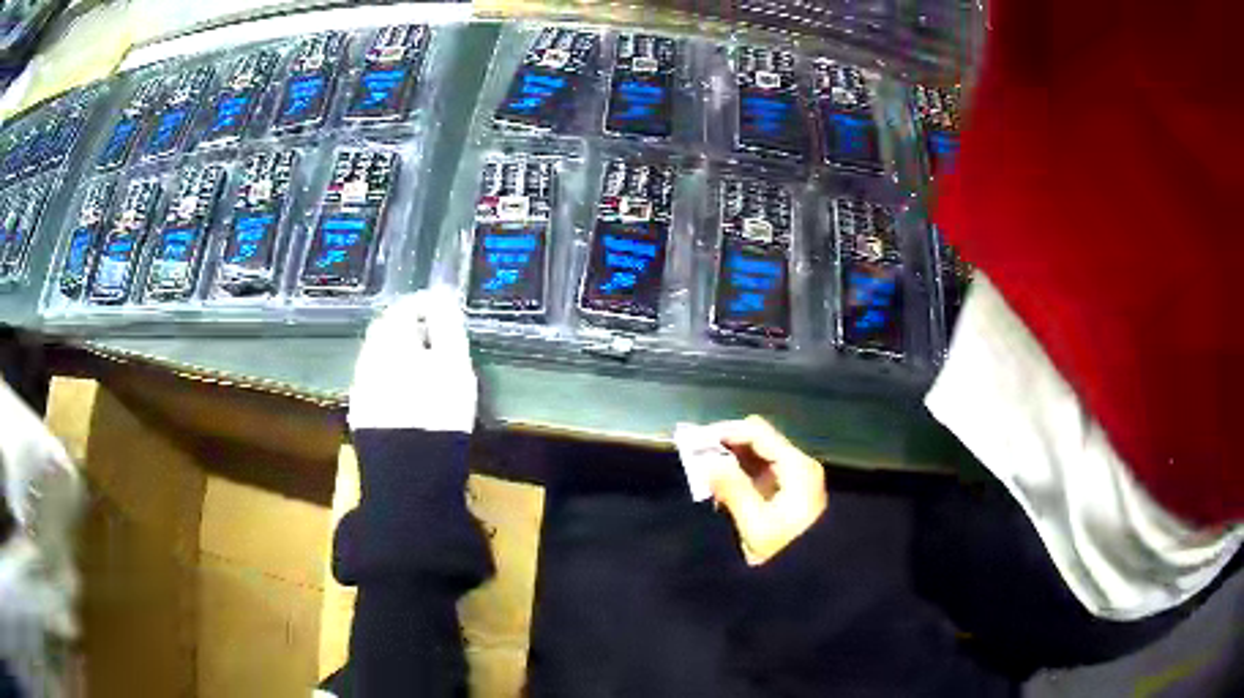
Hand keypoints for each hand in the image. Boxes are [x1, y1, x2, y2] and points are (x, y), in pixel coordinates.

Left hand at [349, 288, 476, 432]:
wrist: (407, 478)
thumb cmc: (439, 417)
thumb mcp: (454, 366)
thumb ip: (447, 326)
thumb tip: (442, 296)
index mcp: (390, 343)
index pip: (403, 308)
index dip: (424, 303)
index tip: (444, 307)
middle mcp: (369, 360)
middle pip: (384, 331)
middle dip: (406, 325)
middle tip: (433, 332)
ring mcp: (361, 388)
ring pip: (377, 356)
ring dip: (397, 351)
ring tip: (422, 362)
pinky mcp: (360, 414)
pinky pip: (373, 381)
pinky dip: (389, 375)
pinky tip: (406, 391)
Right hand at [708, 416, 826, 565]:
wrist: (811, 577)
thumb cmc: (785, 550)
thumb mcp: (755, 523)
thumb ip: (732, 489)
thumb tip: (708, 461)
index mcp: (796, 467)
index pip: (758, 433)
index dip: (726, 431)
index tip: (696, 440)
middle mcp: (798, 465)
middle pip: (759, 441)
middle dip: (726, 446)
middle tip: (695, 456)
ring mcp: (795, 478)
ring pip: (757, 456)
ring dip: (730, 461)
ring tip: (702, 472)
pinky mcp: (788, 493)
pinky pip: (760, 473)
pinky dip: (739, 475)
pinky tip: (720, 487)